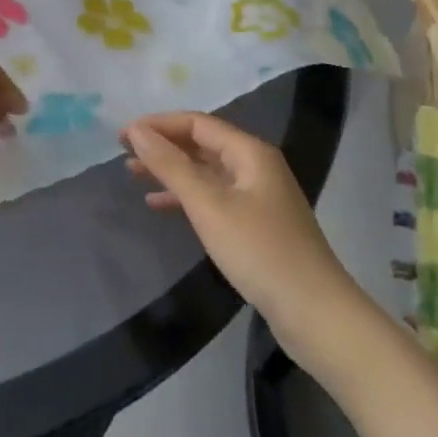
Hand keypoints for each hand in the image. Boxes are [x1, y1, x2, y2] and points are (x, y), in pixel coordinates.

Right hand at [125, 111, 361, 323]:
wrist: (315, 314)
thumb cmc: (259, 251)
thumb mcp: (208, 205)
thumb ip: (171, 166)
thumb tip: (137, 131)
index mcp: (250, 152)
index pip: (196, 123)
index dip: (158, 124)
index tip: (122, 135)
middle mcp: (255, 166)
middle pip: (201, 143)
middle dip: (162, 145)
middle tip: (123, 152)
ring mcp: (257, 196)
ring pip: (205, 171)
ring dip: (170, 170)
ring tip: (133, 174)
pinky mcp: (256, 224)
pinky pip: (212, 196)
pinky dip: (185, 196)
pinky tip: (160, 205)